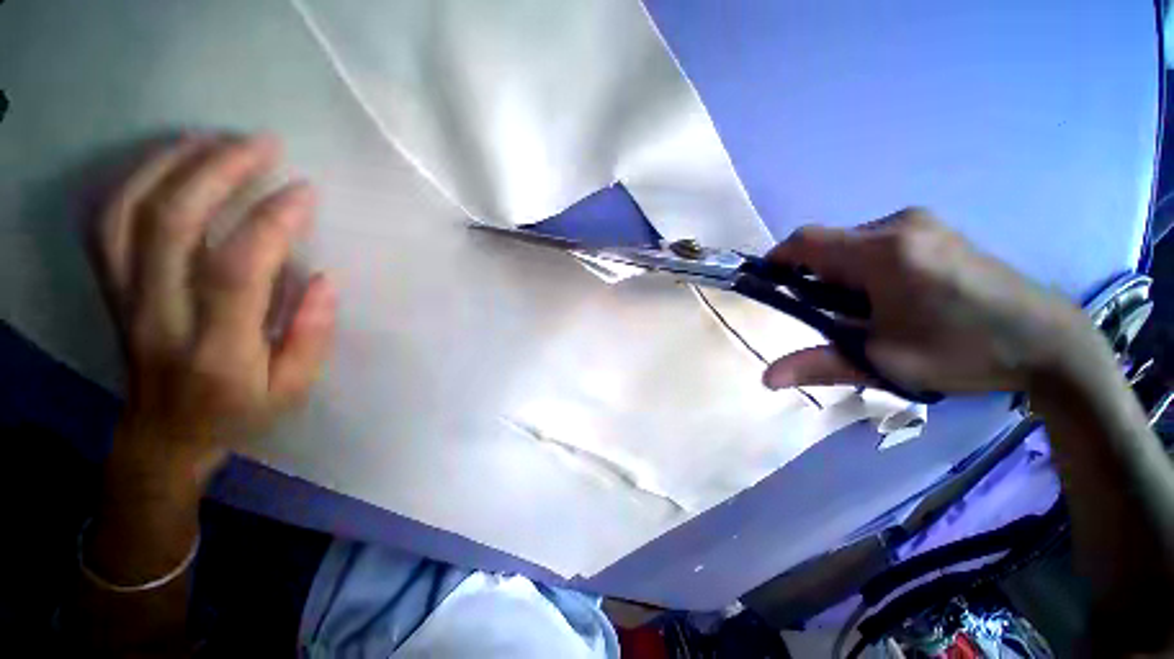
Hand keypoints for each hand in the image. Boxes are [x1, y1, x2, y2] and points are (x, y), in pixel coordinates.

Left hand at [92, 134, 335, 484]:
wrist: (163, 435)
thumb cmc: (239, 413)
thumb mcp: (293, 388)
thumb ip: (313, 335)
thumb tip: (326, 278)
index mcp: (216, 348)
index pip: (237, 269)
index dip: (271, 221)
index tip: (304, 192)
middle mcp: (159, 315)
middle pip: (172, 224)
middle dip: (218, 170)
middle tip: (261, 144)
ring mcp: (124, 297)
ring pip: (129, 213)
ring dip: (171, 164)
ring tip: (214, 139)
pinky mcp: (111, 287)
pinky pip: (105, 223)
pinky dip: (132, 181)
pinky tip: (166, 163)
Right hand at [762, 208, 1095, 393]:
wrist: (1048, 341)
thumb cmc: (962, 353)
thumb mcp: (884, 363)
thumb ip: (819, 364)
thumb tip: (767, 378)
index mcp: (883, 253)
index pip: (805, 242)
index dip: (777, 260)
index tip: (769, 285)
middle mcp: (898, 225)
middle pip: (828, 243)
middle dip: (813, 274)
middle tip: (826, 312)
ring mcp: (921, 222)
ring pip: (851, 241)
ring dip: (839, 271)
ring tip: (862, 307)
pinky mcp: (936, 228)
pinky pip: (877, 240)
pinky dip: (863, 264)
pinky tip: (889, 294)